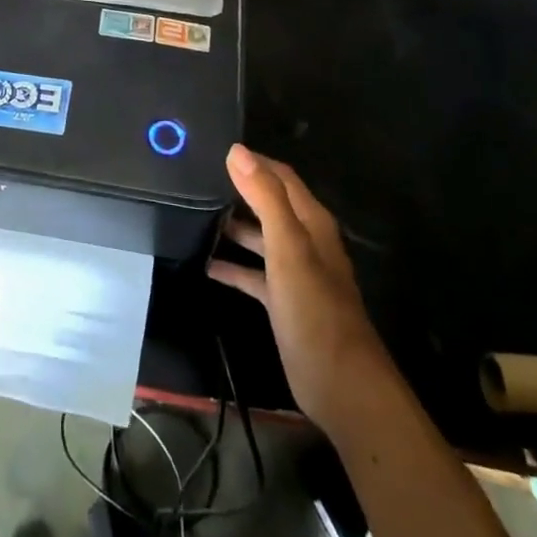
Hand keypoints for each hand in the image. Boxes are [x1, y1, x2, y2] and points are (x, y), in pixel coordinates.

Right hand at [208, 144, 392, 435]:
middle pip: (269, 204)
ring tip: (194, 216)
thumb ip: (265, 198)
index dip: (253, 161)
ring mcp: (294, 272)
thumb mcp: (288, 248)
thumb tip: (237, 151)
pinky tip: (207, 266)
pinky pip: (253, 274)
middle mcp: (304, 241)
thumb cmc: (315, 310)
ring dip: (233, 226)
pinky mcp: (283, 301)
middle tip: (197, 180)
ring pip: (260, 237)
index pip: (281, 176)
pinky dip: (233, 266)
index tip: (215, 150)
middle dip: (239, 190)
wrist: (341, 385)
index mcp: (311, 222)